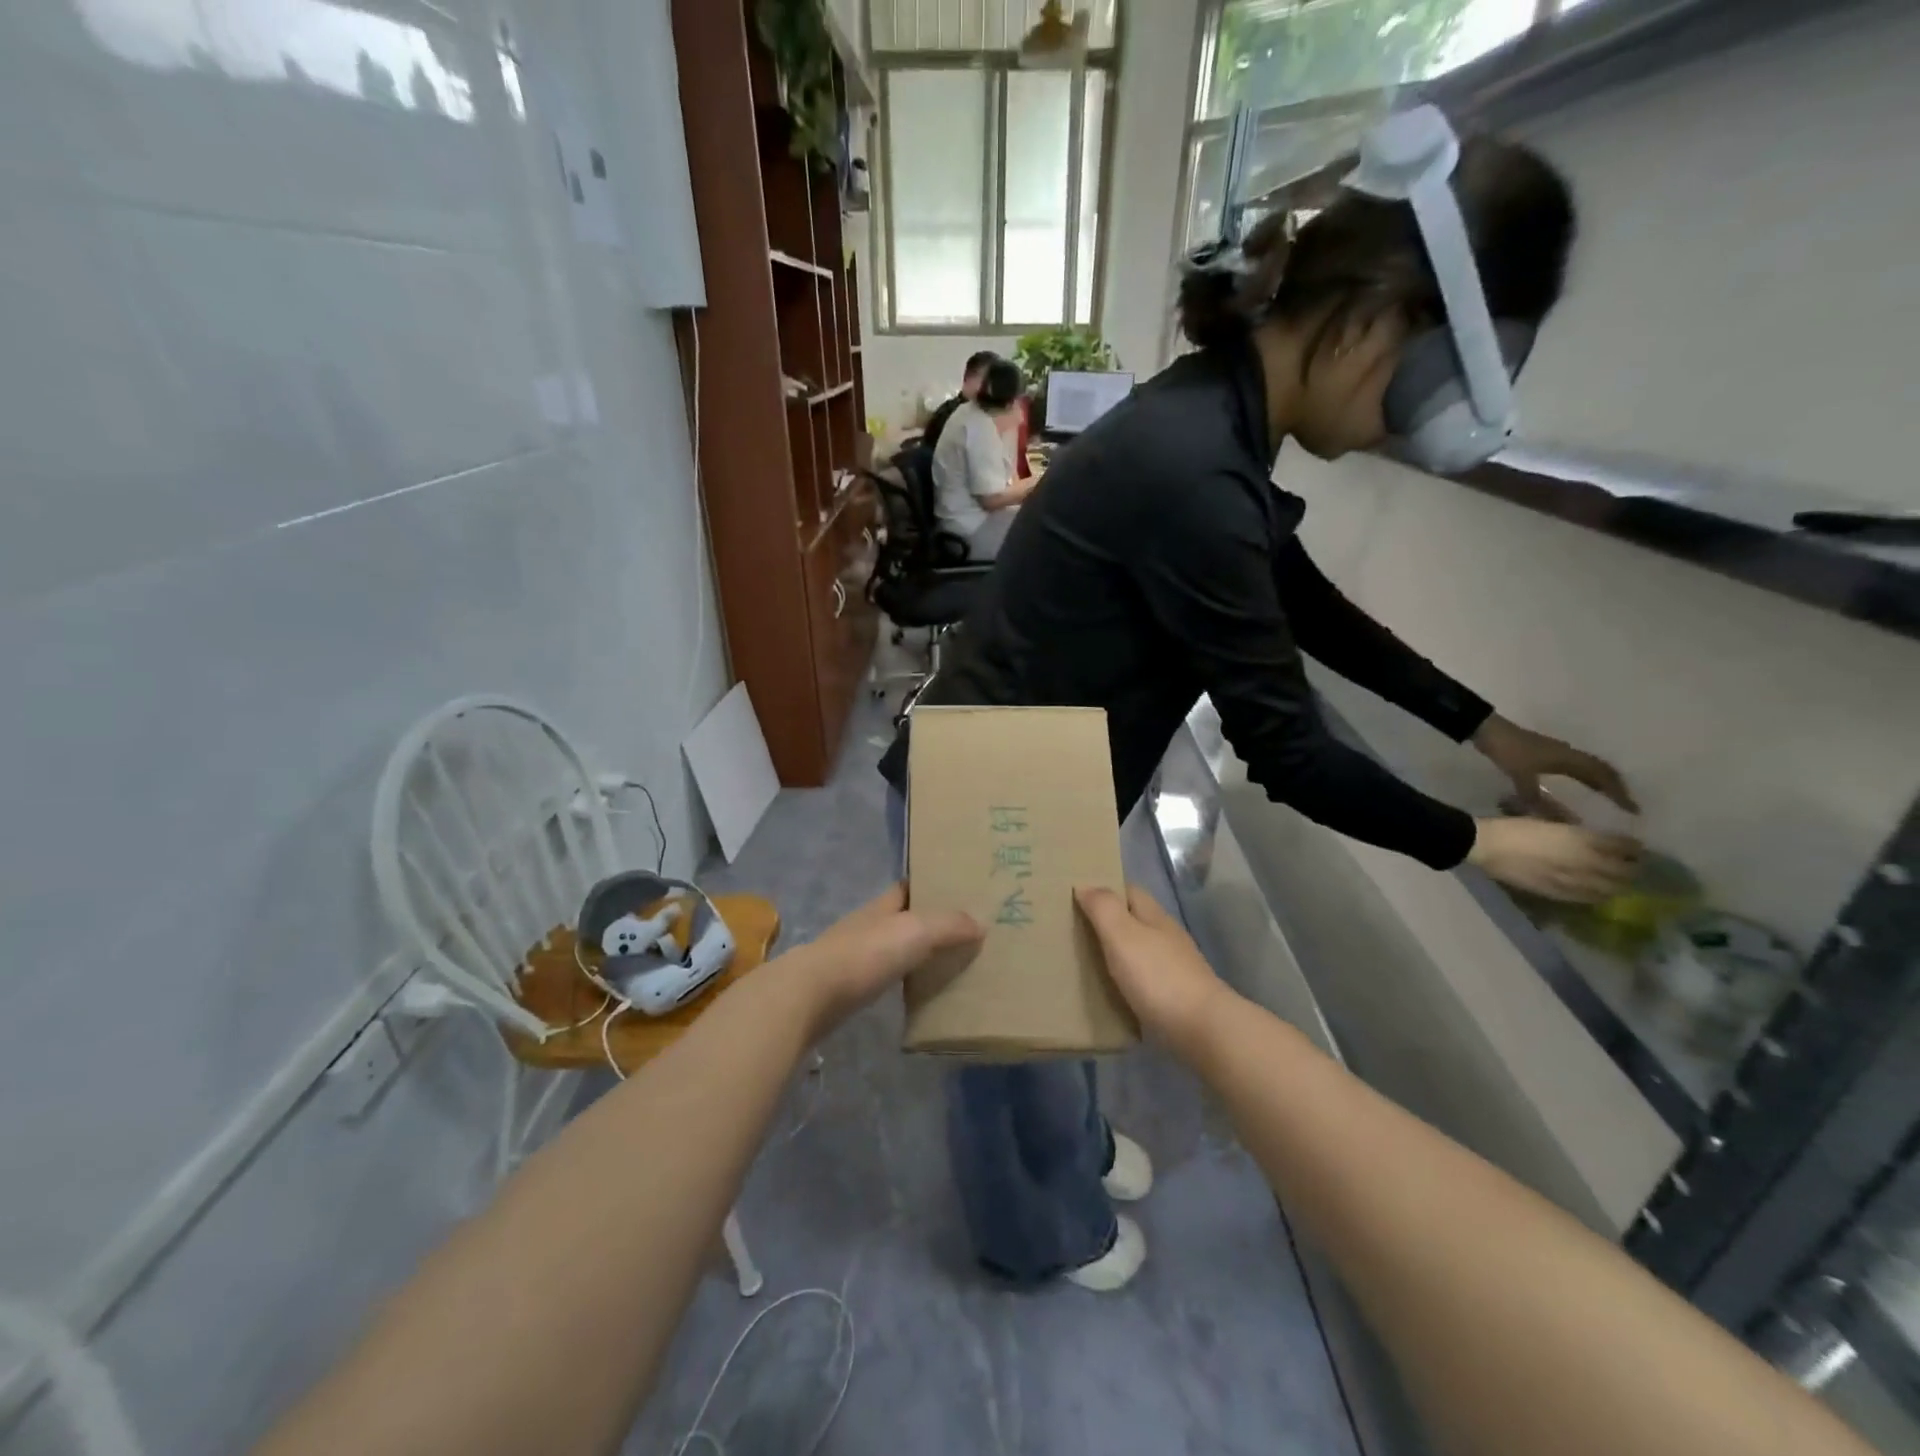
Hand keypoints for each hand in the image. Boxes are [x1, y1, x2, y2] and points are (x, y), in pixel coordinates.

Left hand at [785, 884, 981, 1036]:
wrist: (811, 995)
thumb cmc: (865, 954)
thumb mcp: (915, 931)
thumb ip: (949, 925)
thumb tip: (980, 924)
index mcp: (882, 905)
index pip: (907, 887)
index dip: (930, 886)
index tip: (958, 891)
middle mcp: (868, 925)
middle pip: (902, 918)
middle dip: (928, 922)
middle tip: (964, 931)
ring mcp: (855, 956)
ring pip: (893, 948)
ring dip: (915, 953)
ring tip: (949, 962)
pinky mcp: (849, 987)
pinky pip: (885, 977)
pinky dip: (902, 980)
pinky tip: (919, 991)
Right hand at [1074, 885, 1233, 1054]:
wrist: (1202, 1030)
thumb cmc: (1158, 977)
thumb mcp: (1122, 935)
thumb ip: (1103, 908)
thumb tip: (1084, 884)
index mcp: (1154, 916)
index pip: (1128, 890)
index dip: (1104, 889)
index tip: (1075, 896)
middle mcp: (1166, 936)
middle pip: (1134, 919)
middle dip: (1107, 922)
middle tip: (1072, 930)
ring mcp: (1174, 967)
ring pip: (1139, 949)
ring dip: (1116, 952)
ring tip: (1085, 961)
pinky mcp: (1176, 996)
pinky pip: (1144, 978)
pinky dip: (1126, 979)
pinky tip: (1111, 990)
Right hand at [1468, 817, 1642, 903]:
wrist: (1484, 846)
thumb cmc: (1514, 827)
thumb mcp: (1549, 821)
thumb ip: (1575, 833)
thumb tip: (1597, 840)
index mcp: (1581, 841)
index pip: (1623, 847)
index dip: (1633, 847)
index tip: (1636, 846)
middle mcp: (1584, 863)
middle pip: (1623, 872)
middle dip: (1632, 869)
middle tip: (1633, 866)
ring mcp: (1572, 881)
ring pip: (1609, 889)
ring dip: (1618, 885)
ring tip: (1617, 882)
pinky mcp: (1557, 893)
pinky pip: (1587, 898)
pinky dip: (1597, 895)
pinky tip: (1594, 893)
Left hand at [1472, 714, 1637, 818]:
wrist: (1487, 729)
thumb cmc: (1508, 750)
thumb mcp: (1521, 776)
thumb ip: (1535, 798)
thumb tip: (1556, 820)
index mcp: (1569, 758)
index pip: (1603, 776)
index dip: (1619, 793)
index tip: (1633, 809)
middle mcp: (1569, 753)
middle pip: (1601, 770)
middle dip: (1616, 787)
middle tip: (1626, 805)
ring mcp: (1558, 751)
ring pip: (1588, 767)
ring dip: (1601, 780)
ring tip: (1610, 798)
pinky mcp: (1546, 752)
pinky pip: (1574, 766)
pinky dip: (1584, 776)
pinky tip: (1579, 785)